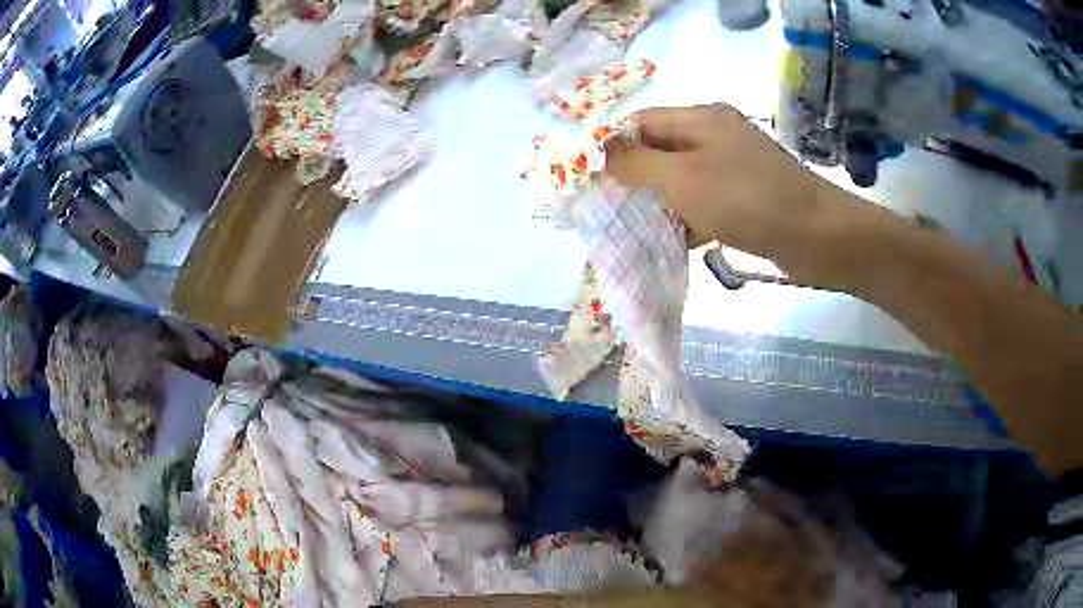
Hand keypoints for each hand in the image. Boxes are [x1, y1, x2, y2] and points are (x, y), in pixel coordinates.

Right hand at [605, 105, 854, 273]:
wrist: (818, 237)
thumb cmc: (747, 200)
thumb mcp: (684, 179)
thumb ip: (639, 164)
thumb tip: (605, 152)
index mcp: (702, 120)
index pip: (643, 122)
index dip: (616, 147)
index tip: (596, 182)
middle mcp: (717, 136)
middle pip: (663, 150)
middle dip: (637, 179)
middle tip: (615, 210)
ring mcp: (735, 167)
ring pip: (684, 179)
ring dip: (662, 202)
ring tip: (639, 230)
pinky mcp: (748, 196)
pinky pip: (707, 201)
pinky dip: (690, 218)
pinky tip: (679, 242)